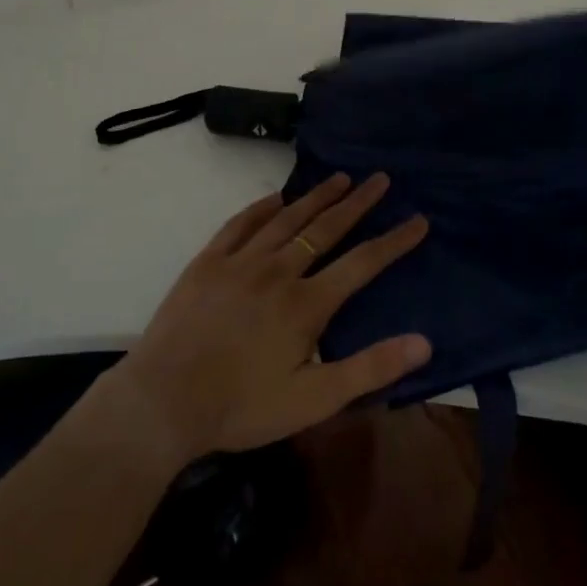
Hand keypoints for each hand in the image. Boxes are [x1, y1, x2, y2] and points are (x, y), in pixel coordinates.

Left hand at [115, 173, 430, 462]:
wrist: (162, 402)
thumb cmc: (241, 407)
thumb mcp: (313, 400)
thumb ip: (369, 369)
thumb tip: (424, 342)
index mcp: (306, 304)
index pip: (362, 263)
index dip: (394, 241)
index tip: (419, 219)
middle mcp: (278, 271)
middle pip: (326, 228)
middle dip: (357, 203)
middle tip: (380, 179)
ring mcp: (239, 262)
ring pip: (286, 219)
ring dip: (316, 197)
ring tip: (339, 178)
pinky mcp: (207, 262)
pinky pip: (239, 224)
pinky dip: (261, 208)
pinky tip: (275, 198)